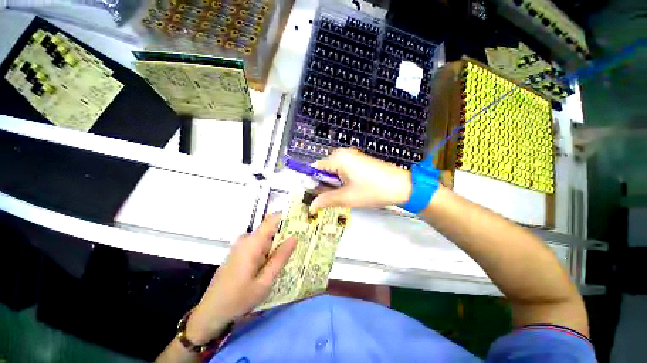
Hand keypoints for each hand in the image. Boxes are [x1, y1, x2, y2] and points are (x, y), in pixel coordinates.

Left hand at [185, 214, 296, 343]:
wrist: (210, 312)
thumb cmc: (238, 299)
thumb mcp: (265, 281)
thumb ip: (280, 258)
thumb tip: (294, 237)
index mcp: (252, 242)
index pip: (272, 219)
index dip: (288, 217)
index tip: (302, 221)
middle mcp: (246, 239)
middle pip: (271, 228)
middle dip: (286, 233)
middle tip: (302, 242)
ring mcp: (241, 245)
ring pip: (266, 237)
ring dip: (278, 243)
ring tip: (292, 253)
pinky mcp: (240, 252)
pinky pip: (259, 244)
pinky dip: (270, 249)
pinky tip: (276, 261)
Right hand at [310, 148, 411, 212]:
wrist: (402, 186)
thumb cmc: (373, 190)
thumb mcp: (347, 197)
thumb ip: (326, 200)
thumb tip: (311, 206)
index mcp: (338, 158)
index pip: (314, 168)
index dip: (310, 182)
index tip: (311, 195)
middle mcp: (343, 153)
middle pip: (323, 169)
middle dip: (323, 184)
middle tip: (328, 199)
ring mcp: (352, 156)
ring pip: (333, 171)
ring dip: (333, 184)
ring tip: (340, 195)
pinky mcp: (358, 161)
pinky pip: (342, 170)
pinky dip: (341, 180)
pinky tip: (348, 190)